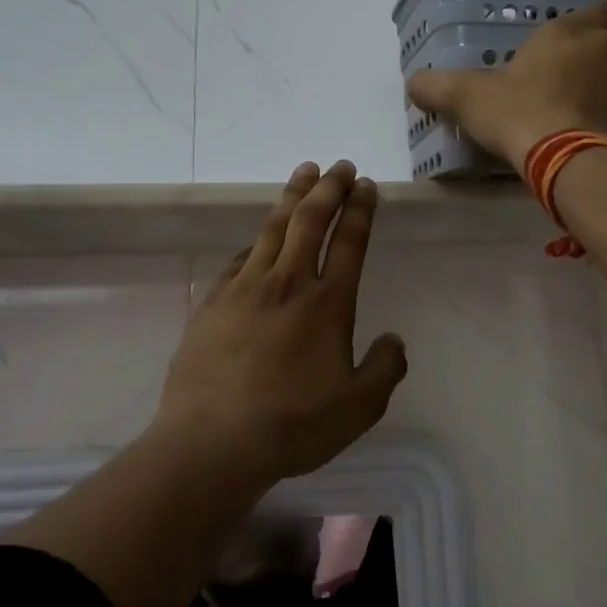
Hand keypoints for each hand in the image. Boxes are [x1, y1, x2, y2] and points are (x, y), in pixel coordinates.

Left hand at [154, 160, 407, 487]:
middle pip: (309, 221)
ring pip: (272, 228)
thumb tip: (394, 341)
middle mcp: (288, 284)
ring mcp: (245, 288)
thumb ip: (384, 370)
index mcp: (327, 304)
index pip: (349, 242)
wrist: (213, 440)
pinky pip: (239, 258)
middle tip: (339, 166)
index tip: (365, 185)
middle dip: (328, 188)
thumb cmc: (293, 425)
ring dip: (292, 197)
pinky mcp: (213, 301)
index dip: (359, 209)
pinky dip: (256, 240)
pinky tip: (258, 237)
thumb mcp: (359, 407)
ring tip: (304, 172)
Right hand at [406, 0, 606, 167]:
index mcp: (571, 33)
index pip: (605, 6)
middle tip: (599, 65)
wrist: (567, 161)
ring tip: (589, 114)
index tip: (587, 32)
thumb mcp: (467, 97)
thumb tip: (413, 83)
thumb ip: (438, 86)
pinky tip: (597, 143)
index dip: (600, 16)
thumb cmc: (518, 113)